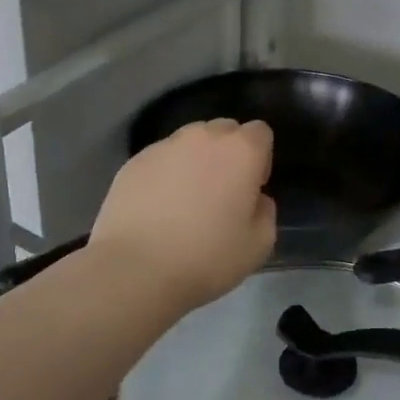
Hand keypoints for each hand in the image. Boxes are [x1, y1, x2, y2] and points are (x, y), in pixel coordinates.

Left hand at [90, 119, 276, 310]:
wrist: (136, 269)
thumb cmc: (207, 256)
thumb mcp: (259, 244)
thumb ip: (265, 211)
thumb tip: (255, 199)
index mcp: (241, 150)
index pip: (260, 132)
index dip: (260, 158)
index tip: (251, 188)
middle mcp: (203, 137)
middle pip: (224, 130)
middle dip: (228, 153)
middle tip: (220, 192)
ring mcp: (164, 146)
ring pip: (189, 142)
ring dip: (195, 160)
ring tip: (185, 199)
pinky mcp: (133, 162)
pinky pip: (160, 159)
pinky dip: (165, 174)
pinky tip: (157, 208)